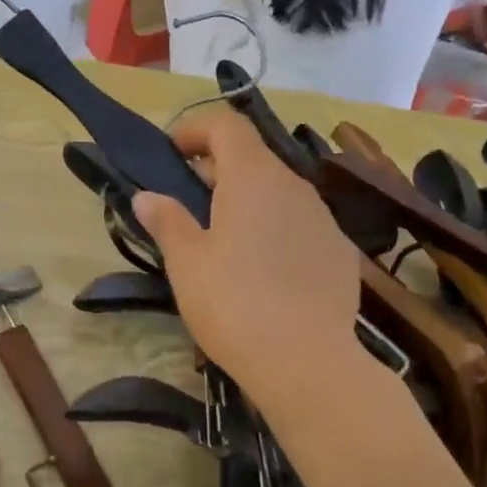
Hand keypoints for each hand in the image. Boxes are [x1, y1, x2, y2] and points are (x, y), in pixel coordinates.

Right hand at [132, 110, 362, 409]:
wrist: (308, 362)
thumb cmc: (234, 303)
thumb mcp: (187, 262)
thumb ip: (166, 220)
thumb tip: (146, 196)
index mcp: (253, 177)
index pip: (226, 124)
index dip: (195, 129)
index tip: (171, 154)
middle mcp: (294, 185)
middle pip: (253, 157)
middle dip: (216, 169)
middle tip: (187, 202)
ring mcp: (323, 218)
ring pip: (278, 192)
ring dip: (247, 201)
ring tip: (223, 240)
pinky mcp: (339, 252)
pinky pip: (300, 225)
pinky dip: (275, 230)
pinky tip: (264, 272)